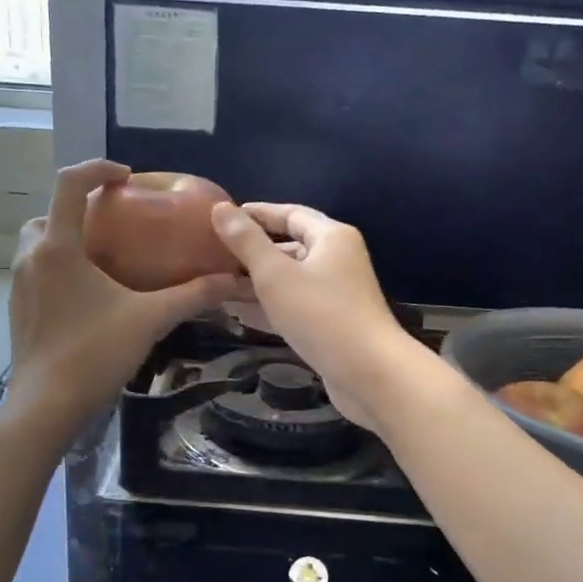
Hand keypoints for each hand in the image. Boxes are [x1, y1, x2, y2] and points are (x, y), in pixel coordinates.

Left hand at [8, 161, 240, 434]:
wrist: (46, 406)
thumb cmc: (95, 353)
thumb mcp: (150, 320)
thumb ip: (191, 296)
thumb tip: (233, 280)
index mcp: (58, 247)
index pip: (69, 184)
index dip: (97, 168)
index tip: (125, 177)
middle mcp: (31, 258)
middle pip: (47, 214)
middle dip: (78, 209)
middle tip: (113, 224)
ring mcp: (19, 285)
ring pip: (38, 245)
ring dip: (65, 240)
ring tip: (103, 259)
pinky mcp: (17, 310)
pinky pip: (36, 273)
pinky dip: (58, 269)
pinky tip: (87, 296)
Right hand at [211, 202, 423, 431]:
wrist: (368, 373)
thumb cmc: (320, 314)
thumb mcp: (275, 274)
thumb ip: (246, 241)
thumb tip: (219, 208)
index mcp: (331, 237)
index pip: (290, 213)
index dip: (256, 214)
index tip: (221, 219)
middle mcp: (338, 259)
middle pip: (290, 246)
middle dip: (252, 252)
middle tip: (214, 256)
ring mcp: (337, 294)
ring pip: (290, 280)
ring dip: (256, 282)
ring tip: (217, 285)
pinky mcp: (332, 324)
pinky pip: (295, 306)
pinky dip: (270, 306)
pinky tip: (239, 315)